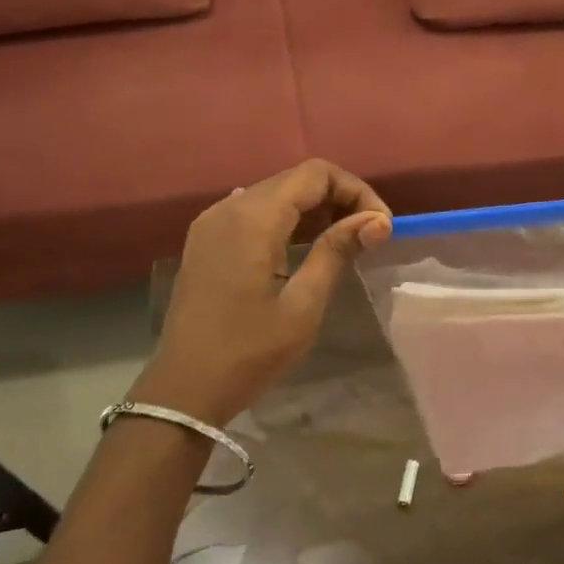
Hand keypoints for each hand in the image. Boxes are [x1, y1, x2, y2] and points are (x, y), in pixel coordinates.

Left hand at [140, 160, 392, 426]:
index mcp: (253, 218)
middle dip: (338, 197)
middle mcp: (229, 206)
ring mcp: (213, 221)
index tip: (379, 226)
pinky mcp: (206, 239)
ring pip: (275, 193)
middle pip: (295, 179)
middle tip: (368, 235)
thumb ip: (337, 252)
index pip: (315, 174)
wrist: (183, 390)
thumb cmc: (248, 352)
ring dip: (314, 208)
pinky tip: (305, 247)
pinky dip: (286, 219)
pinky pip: (254, 211)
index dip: (355, 190)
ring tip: (344, 242)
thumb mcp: (303, 305)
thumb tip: (379, 220)